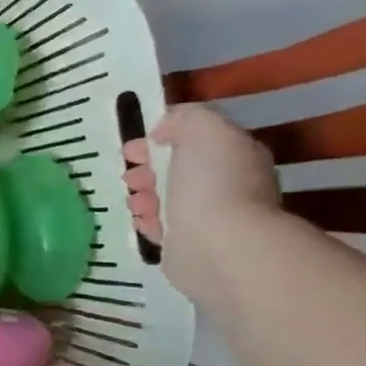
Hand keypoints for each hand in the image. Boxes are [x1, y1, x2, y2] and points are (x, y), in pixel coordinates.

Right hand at [123, 105, 281, 309]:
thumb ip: (185, 118)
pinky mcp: (191, 247)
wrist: (218, 246)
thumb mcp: (204, 129)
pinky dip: (147, 220)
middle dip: (148, 169)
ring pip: (170, 199)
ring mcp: (212, 219)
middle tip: (128, 175)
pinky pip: (163, 227)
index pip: (197, 140)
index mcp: (236, 156)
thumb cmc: (212, 184)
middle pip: (181, 170)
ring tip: (132, 200)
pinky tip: (138, 219)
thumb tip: (164, 131)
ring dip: (145, 195)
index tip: (132, 146)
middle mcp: (229, 186)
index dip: (162, 138)